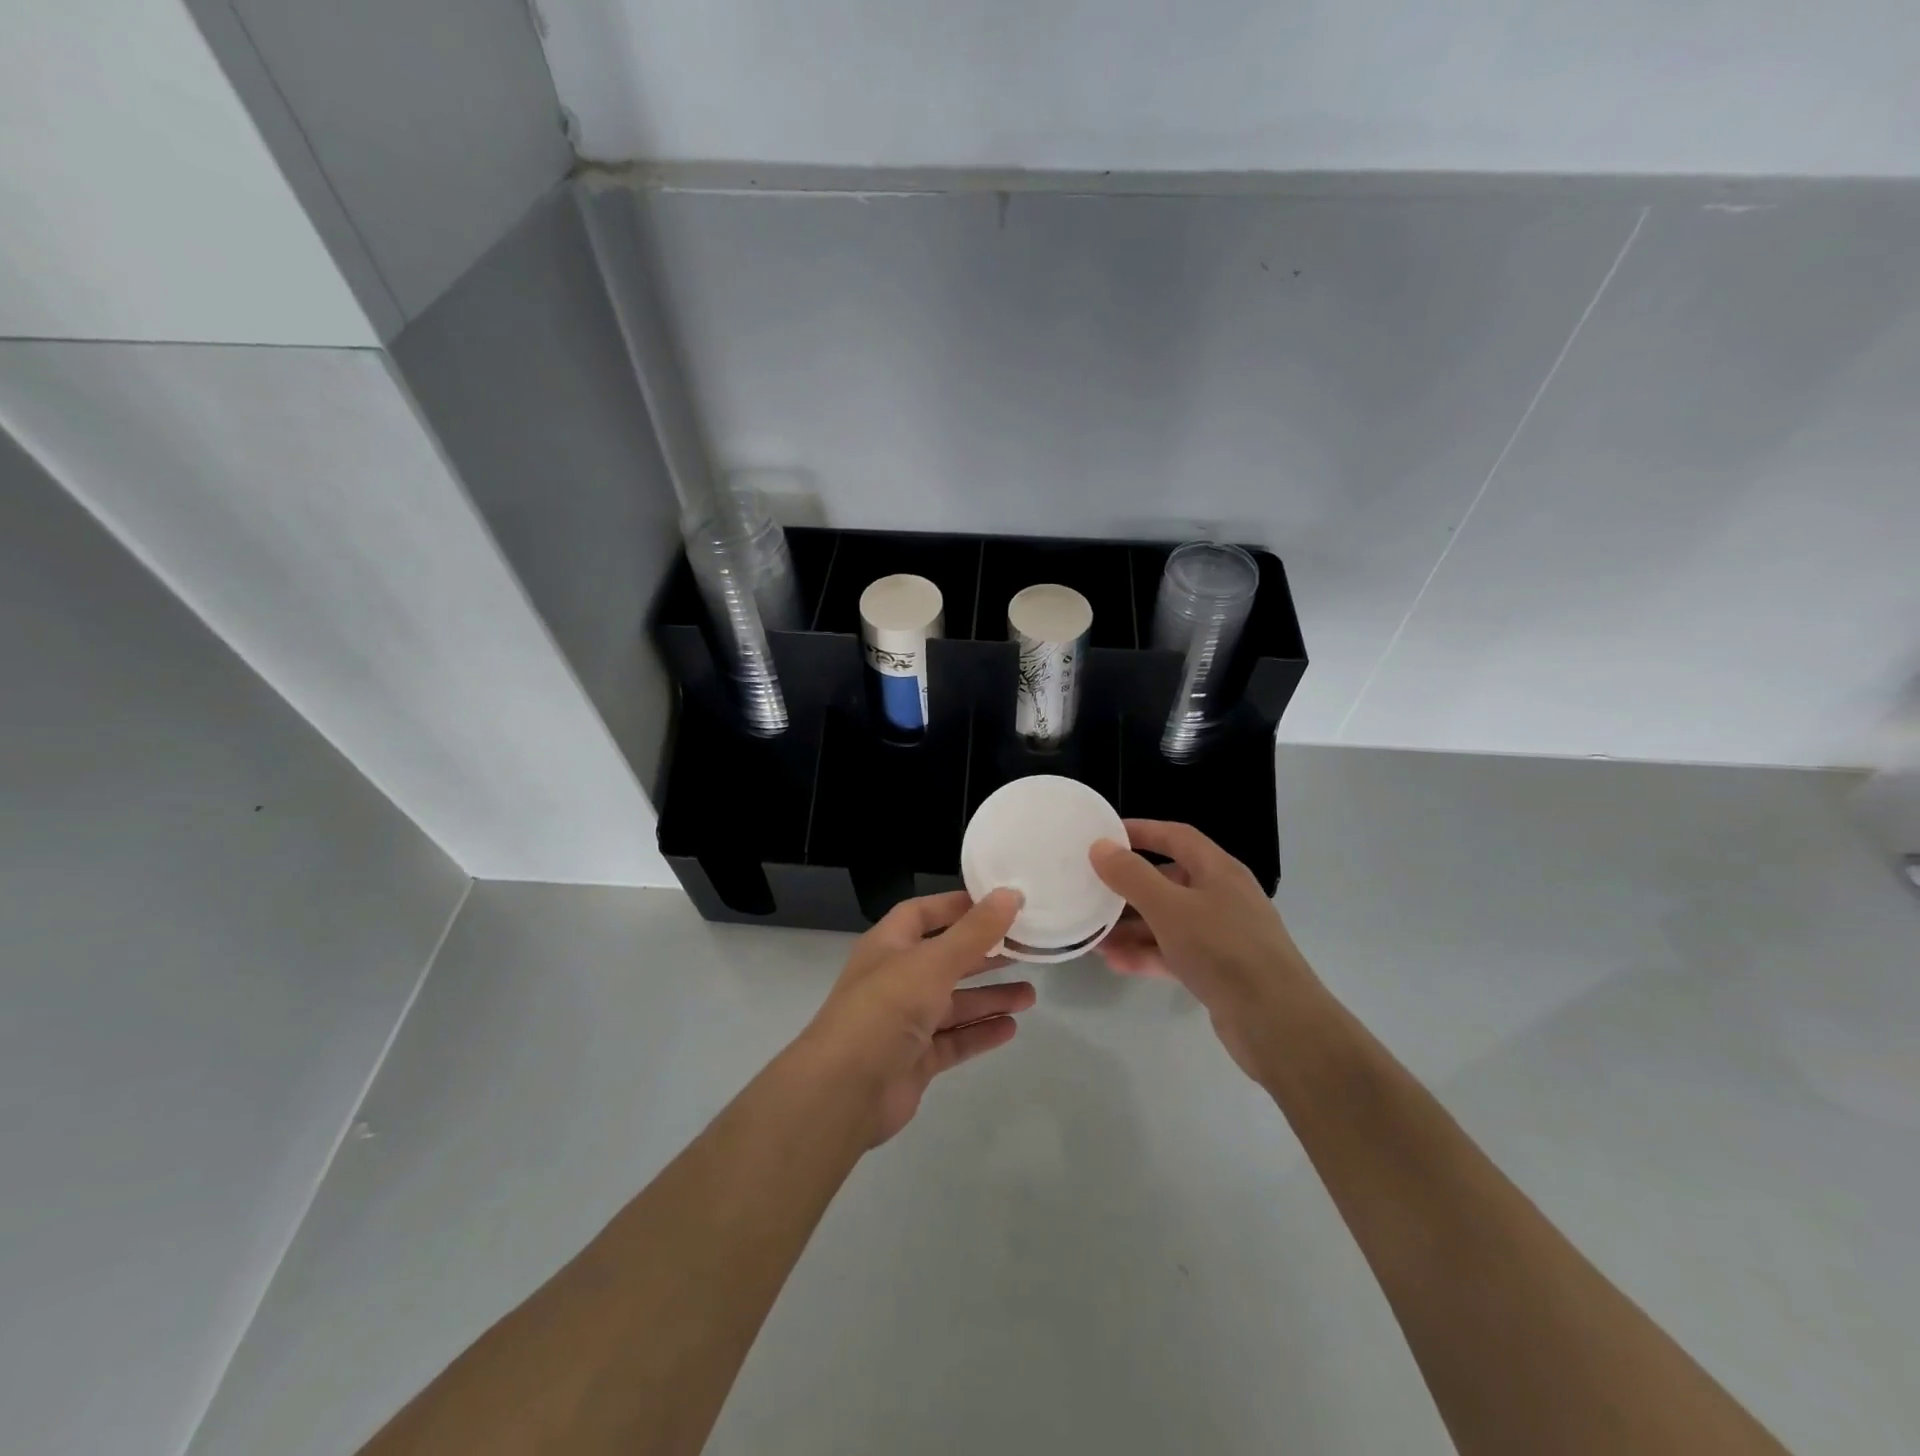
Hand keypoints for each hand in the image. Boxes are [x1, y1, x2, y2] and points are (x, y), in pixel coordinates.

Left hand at [797, 889, 1033, 1144]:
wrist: (844, 1091)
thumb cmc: (886, 1009)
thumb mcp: (933, 961)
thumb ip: (975, 931)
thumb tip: (1011, 893)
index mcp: (889, 945)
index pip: (924, 913)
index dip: (959, 906)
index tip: (1000, 903)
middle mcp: (896, 978)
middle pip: (946, 958)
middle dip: (983, 954)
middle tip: (1026, 949)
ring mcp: (904, 1021)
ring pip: (954, 1002)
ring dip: (989, 997)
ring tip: (1030, 995)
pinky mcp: (915, 1059)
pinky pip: (954, 1039)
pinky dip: (979, 1032)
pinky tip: (1011, 1028)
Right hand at [1090, 821, 1313, 1079]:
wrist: (1277, 1024)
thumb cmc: (1223, 950)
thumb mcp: (1170, 908)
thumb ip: (1132, 876)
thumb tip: (1100, 846)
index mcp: (1218, 870)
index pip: (1176, 836)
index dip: (1141, 831)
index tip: (1104, 836)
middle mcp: (1222, 897)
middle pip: (1169, 880)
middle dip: (1129, 887)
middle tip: (1091, 891)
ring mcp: (1222, 936)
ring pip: (1168, 920)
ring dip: (1132, 926)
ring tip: (1094, 935)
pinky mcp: (1218, 971)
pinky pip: (1174, 952)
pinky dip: (1147, 954)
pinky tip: (1115, 962)